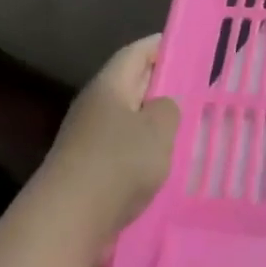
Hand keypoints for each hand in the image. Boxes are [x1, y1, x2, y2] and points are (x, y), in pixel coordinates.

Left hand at [40, 35, 179, 266]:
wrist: (68, 221)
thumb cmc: (117, 163)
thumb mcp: (158, 129)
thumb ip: (168, 109)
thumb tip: (161, 107)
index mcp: (109, 86)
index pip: (137, 53)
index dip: (162, 45)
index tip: (188, 45)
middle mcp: (95, 107)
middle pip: (131, 84)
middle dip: (161, 83)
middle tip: (197, 86)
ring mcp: (88, 139)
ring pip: (129, 119)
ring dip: (154, 121)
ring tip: (188, 126)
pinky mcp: (89, 170)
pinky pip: (123, 149)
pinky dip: (144, 150)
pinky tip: (164, 163)